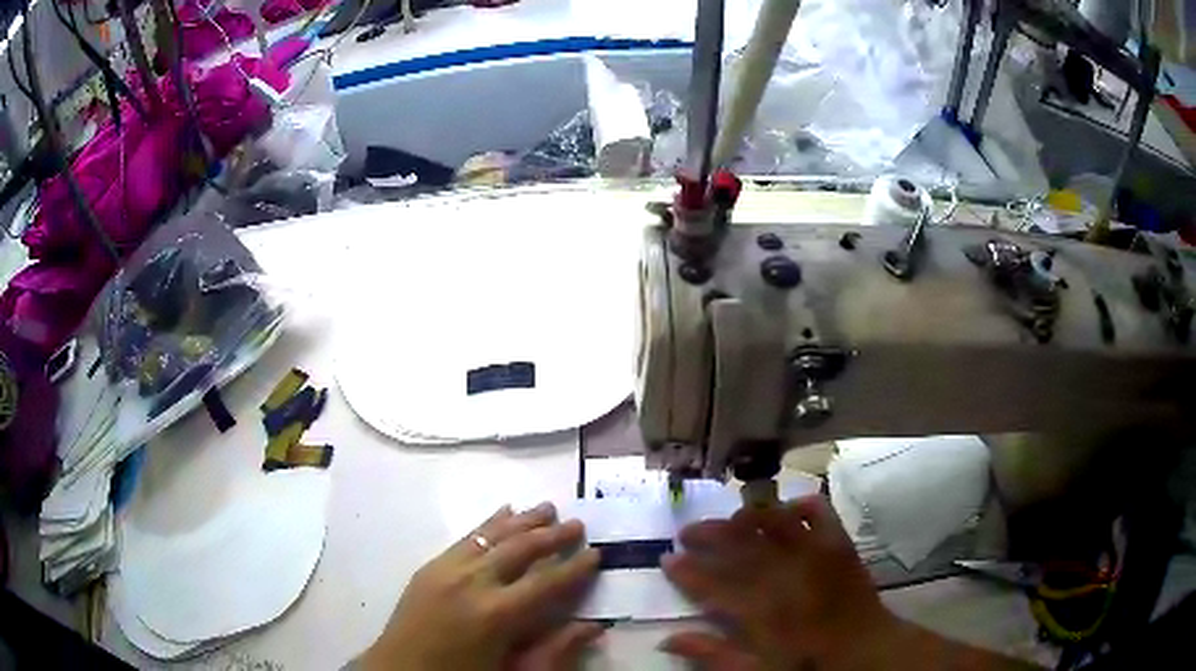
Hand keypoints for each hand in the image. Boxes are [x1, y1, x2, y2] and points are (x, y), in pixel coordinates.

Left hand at [362, 503, 602, 670]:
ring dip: (522, 521)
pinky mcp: (429, 567)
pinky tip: (502, 514)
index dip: (574, 568)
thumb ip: (555, 651)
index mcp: (496, 614)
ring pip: (492, 535)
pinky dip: (487, 524)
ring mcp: (446, 570)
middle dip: (551, 535)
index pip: (547, 583)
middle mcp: (472, 582)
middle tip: (578, 523)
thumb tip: (593, 626)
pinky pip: (465, 537)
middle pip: (520, 549)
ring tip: (547, 507)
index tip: (596, 552)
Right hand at [660, 495, 900, 670]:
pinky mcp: (839, 543)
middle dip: (707, 535)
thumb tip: (667, 639)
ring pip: (773, 522)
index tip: (666, 559)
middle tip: (686, 532)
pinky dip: (801, 504)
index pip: (713, 583)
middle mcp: (786, 574)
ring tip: (729, 519)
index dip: (686, 570)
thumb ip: (712, 655)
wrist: (864, 650)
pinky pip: (819, 511)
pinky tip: (787, 508)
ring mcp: (816, 553)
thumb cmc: (807, 664)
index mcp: (763, 610)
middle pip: (739, 545)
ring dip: (746, 516)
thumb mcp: (756, 670)